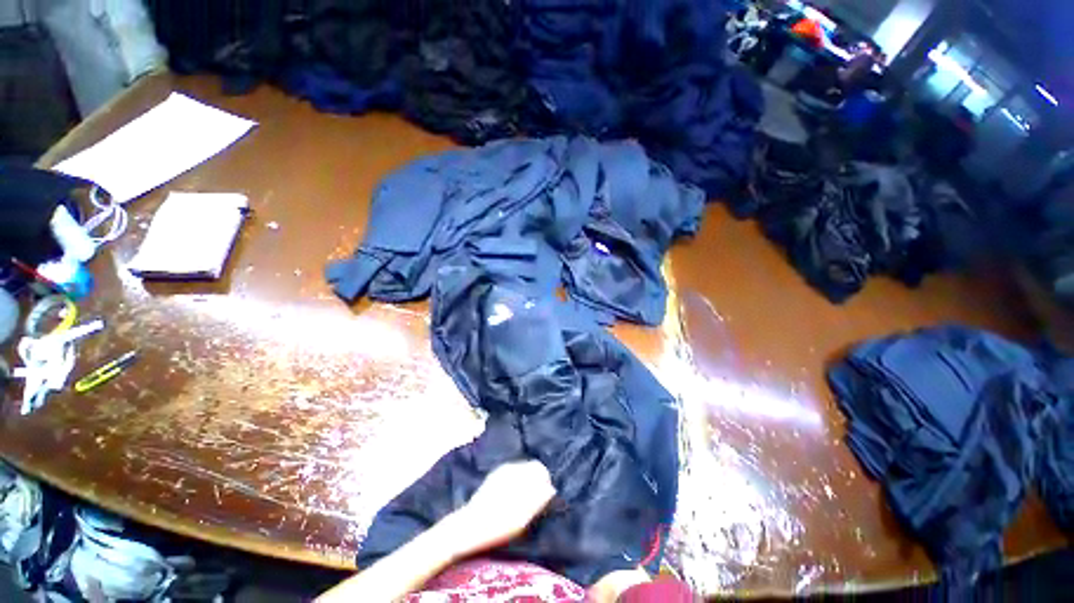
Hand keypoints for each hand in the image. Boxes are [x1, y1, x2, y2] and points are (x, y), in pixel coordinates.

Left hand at [451, 460, 556, 555]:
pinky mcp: (494, 477)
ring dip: (528, 481)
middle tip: (537, 501)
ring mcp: (500, 472)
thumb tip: (551, 488)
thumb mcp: (521, 518)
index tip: (546, 497)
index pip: (540, 468)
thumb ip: (538, 500)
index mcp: (517, 474)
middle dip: (537, 480)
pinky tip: (513, 498)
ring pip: (522, 470)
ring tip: (525, 501)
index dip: (546, 482)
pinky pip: (513, 473)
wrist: (467, 528)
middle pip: (532, 467)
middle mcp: (509, 468)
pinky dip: (518, 482)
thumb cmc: (496, 526)